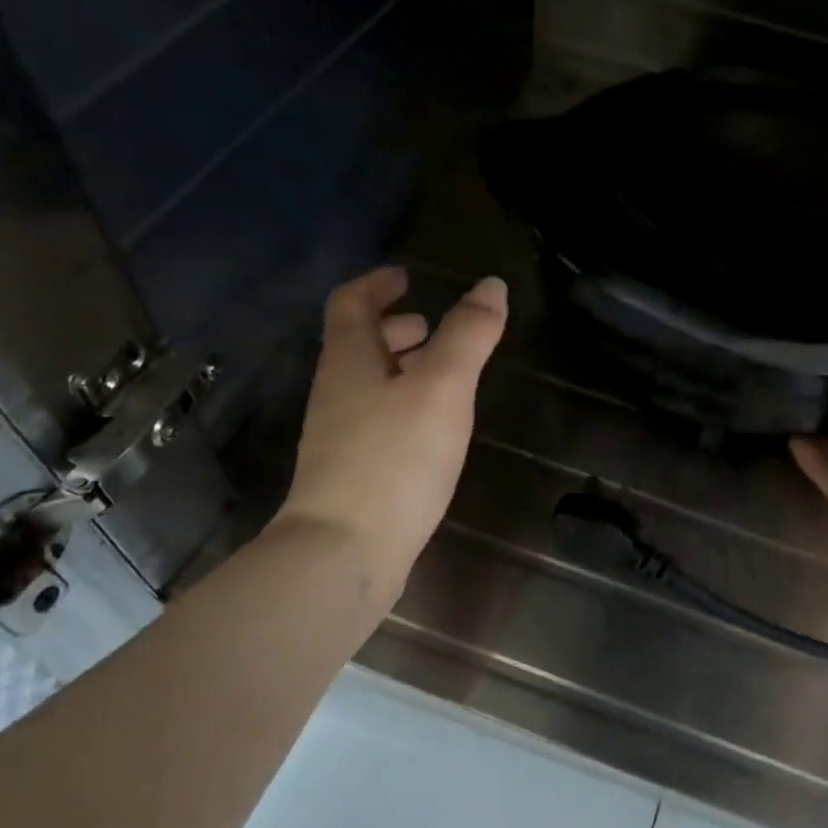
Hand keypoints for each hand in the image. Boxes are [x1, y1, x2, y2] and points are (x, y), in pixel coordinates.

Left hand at [276, 266, 507, 598]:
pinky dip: (402, 406)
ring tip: (440, 376)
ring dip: (399, 369)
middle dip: (392, 328)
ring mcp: (339, 437)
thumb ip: (468, 335)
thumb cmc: (395, 458)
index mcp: (349, 361)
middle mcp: (336, 393)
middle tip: (428, 327)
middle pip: (357, 345)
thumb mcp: (442, 388)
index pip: (351, 303)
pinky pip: (376, 421)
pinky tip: (431, 430)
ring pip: (368, 386)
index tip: (406, 277)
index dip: (376, 284)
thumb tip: (491, 286)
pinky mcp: (351, 474)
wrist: (346, 551)